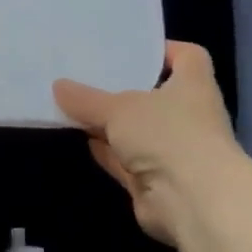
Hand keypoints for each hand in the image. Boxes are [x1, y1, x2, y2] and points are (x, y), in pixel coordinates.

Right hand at [53, 42, 241, 245]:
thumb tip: (58, 86)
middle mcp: (188, 116)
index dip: (164, 49)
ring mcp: (173, 150)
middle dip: (123, 88)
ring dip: (111, 123)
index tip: (131, 49)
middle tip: (87, 75)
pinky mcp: (156, 181)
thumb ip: (87, 98)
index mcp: (193, 86)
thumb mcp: (118, 109)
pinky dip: (108, 151)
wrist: (193, 202)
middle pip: (154, 95)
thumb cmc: (167, 135)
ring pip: (137, 130)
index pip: (188, 57)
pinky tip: (83, 139)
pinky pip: (126, 159)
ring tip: (74, 104)